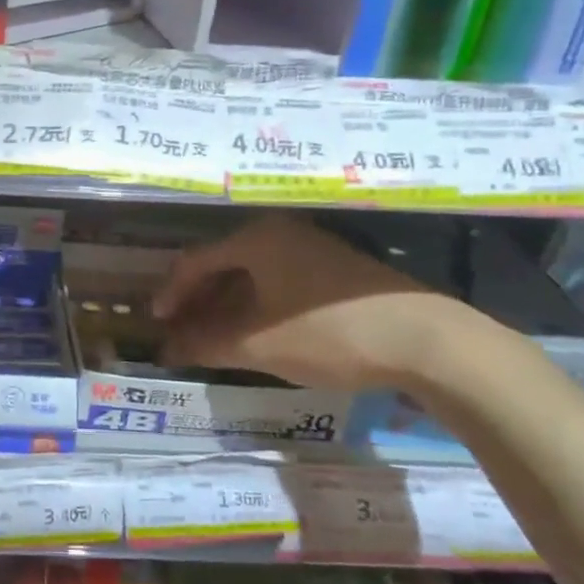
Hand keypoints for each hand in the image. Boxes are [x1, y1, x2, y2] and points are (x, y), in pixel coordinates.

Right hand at [151, 215, 460, 391]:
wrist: (426, 340)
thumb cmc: (328, 332)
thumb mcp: (258, 344)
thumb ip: (206, 344)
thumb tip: (166, 350)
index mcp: (256, 239)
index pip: (196, 261)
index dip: (172, 293)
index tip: (157, 323)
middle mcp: (281, 233)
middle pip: (223, 264)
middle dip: (198, 301)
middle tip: (181, 332)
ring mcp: (311, 248)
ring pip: (252, 275)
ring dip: (226, 306)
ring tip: (212, 338)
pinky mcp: (335, 270)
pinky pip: (278, 282)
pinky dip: (256, 306)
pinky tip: (255, 333)